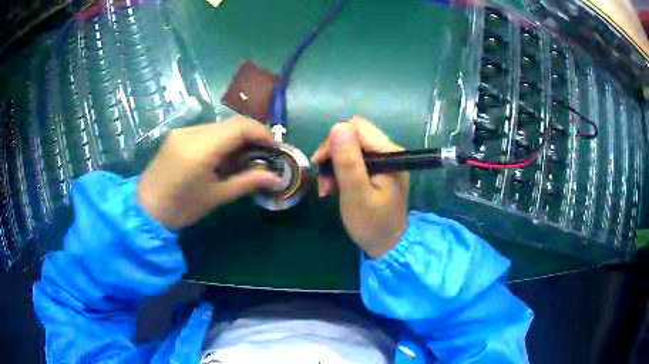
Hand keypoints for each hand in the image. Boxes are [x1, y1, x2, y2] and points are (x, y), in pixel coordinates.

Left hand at [138, 116, 281, 228]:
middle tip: (263, 155)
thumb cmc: (182, 208)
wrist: (146, 209)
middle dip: (251, 135)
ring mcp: (182, 131)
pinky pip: (206, 130)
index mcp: (201, 149)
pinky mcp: (177, 134)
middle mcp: (191, 132)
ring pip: (219, 126)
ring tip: (244, 157)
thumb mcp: (217, 196)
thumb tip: (277, 179)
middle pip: (231, 123)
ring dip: (236, 137)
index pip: (240, 126)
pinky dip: (221, 139)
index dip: (262, 132)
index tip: (275, 148)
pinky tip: (223, 156)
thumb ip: (248, 182)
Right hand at [311, 116, 409, 258]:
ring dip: (334, 164)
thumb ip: (348, 161)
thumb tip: (338, 126)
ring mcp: (385, 161)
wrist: (387, 246)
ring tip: (327, 188)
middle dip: (333, 154)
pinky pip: (355, 159)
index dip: (334, 141)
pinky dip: (341, 171)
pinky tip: (334, 187)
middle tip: (323, 179)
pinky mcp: (379, 170)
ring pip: (351, 147)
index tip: (320, 163)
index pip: (356, 128)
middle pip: (353, 136)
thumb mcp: (356, 194)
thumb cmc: (372, 224)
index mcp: (390, 154)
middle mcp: (389, 151)